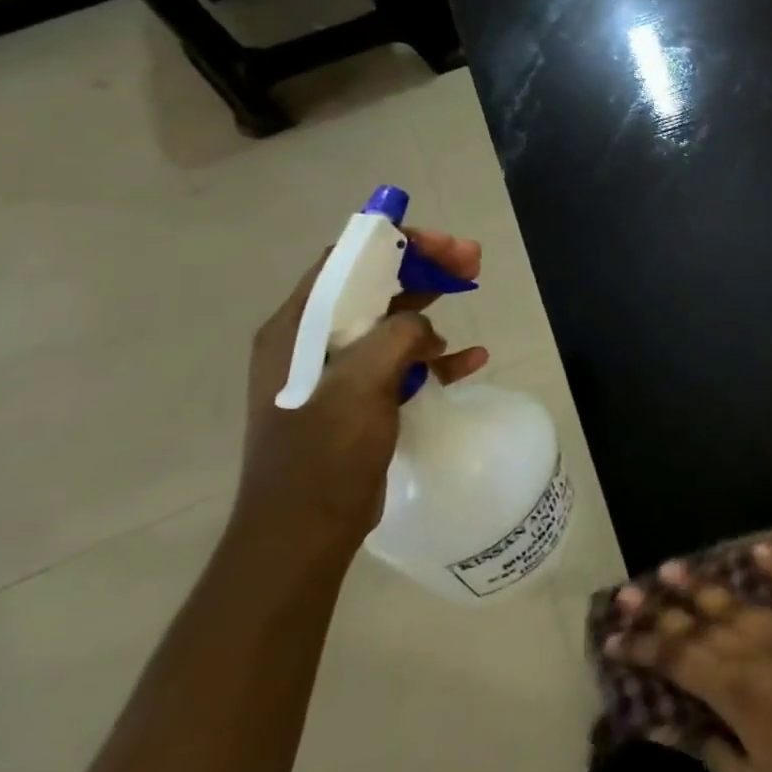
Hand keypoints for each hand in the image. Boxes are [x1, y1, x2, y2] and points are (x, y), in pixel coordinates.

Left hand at [236, 230, 488, 556]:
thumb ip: (398, 334)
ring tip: (474, 290)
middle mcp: (311, 342)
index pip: (347, 261)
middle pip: (373, 285)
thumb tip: (423, 329)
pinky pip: (401, 362)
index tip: (444, 244)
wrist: (304, 529)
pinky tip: (472, 358)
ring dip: (432, 303)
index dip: (396, 242)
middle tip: (471, 260)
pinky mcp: (357, 399)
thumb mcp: (362, 381)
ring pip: (390, 320)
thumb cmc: (325, 451)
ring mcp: (335, 372)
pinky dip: (436, 355)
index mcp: (297, 328)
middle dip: (423, 267)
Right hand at [608, 534, 771, 771]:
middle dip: (663, 610)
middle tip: (629, 592)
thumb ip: (712, 751)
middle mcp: (763, 654)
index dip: (644, 649)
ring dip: (707, 585)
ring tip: (675, 567)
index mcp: (740, 695)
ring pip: (743, 604)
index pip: (681, 662)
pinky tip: (762, 546)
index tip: (612, 638)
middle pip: (704, 626)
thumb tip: (673, 725)